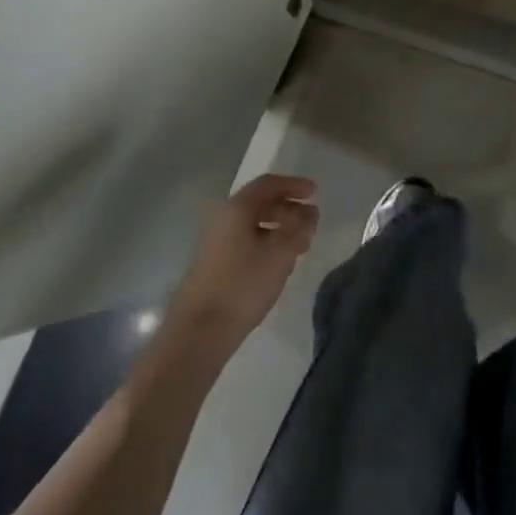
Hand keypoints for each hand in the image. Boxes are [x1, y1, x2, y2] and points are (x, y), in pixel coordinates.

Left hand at [166, 174, 318, 352]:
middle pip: (260, 203)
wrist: (200, 330)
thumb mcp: (281, 253)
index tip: (315, 192)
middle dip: (288, 209)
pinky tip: (279, 263)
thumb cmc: (243, 284)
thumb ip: (300, 228)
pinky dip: (266, 243)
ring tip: (300, 246)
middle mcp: (223, 218)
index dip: (294, 185)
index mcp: (236, 208)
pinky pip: (245, 240)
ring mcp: (216, 241)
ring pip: (253, 224)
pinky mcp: (214, 262)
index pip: (268, 184)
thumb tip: (310, 212)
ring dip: (279, 228)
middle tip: (310, 223)